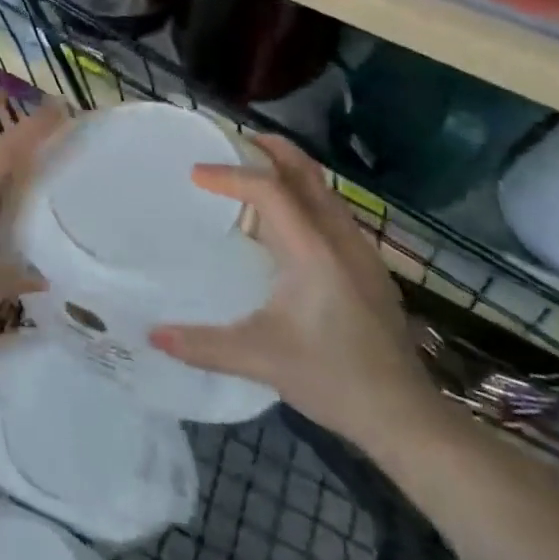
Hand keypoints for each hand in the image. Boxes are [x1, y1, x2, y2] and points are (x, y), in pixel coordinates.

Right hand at [149, 135, 439, 460]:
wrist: (406, 417)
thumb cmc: (332, 378)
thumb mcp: (260, 359)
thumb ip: (202, 344)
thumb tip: (153, 334)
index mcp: (312, 249)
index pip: (268, 189)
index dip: (230, 175)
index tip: (195, 175)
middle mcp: (339, 237)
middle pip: (305, 171)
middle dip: (269, 149)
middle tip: (232, 142)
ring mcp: (360, 250)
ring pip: (322, 188)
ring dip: (288, 171)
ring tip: (252, 175)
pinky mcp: (368, 266)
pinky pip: (331, 210)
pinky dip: (302, 196)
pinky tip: (284, 225)